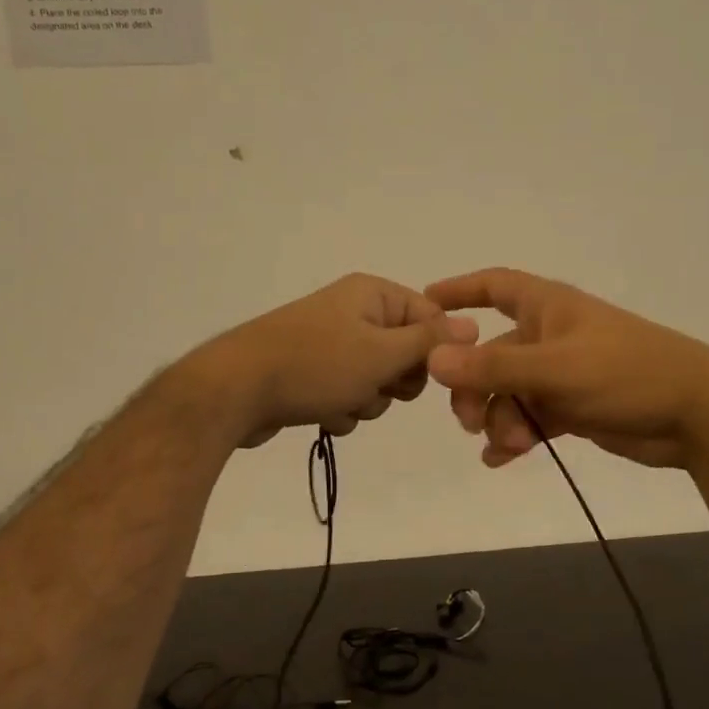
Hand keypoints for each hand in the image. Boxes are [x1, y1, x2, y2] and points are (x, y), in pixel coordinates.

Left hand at [197, 274, 478, 448]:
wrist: (235, 391)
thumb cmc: (316, 366)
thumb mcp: (382, 353)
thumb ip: (430, 342)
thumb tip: (474, 325)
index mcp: (371, 295)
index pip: (429, 317)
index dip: (434, 351)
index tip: (426, 375)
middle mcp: (353, 312)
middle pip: (405, 353)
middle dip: (395, 382)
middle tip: (376, 387)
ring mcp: (330, 344)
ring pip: (377, 382)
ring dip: (367, 401)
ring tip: (341, 401)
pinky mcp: (311, 374)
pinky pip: (348, 395)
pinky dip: (341, 409)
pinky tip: (321, 413)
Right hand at [424, 268, 708, 470]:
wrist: (697, 416)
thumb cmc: (628, 374)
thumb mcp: (557, 369)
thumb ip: (495, 366)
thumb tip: (434, 359)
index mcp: (549, 309)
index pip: (496, 286)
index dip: (460, 290)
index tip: (425, 304)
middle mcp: (551, 336)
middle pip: (492, 354)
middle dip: (475, 387)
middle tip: (470, 421)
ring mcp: (562, 374)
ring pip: (509, 393)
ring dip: (499, 419)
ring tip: (508, 446)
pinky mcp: (574, 408)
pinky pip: (529, 418)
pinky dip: (514, 436)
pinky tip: (502, 459)